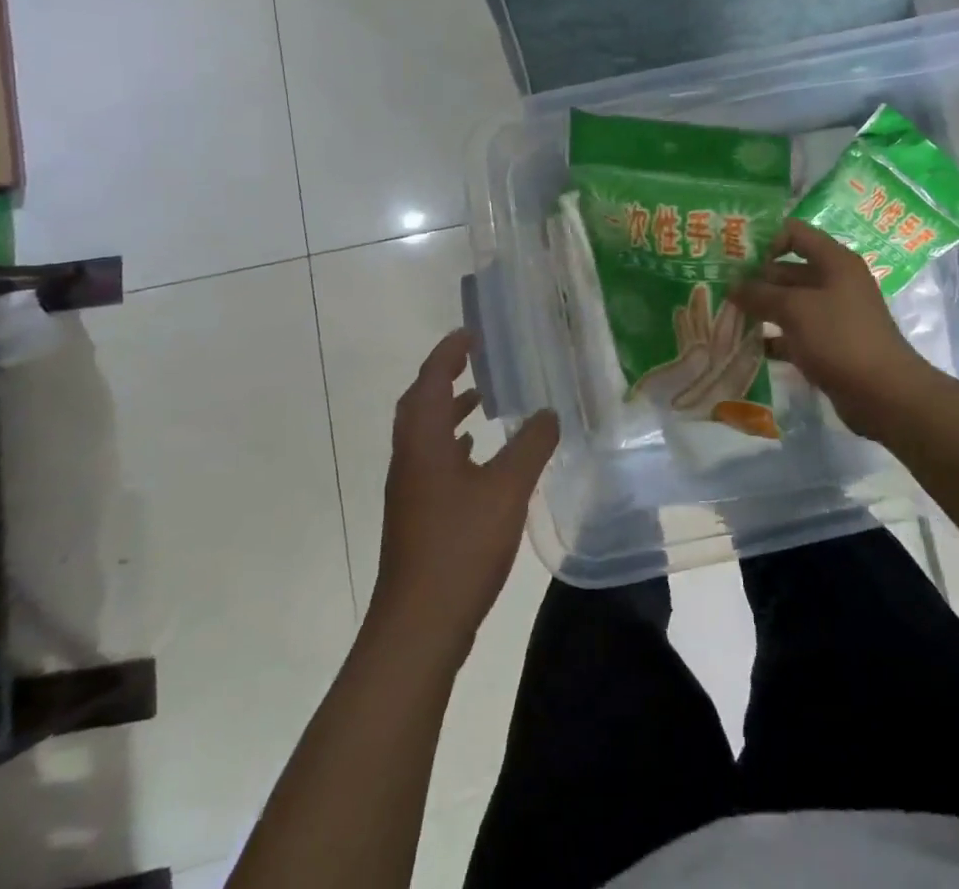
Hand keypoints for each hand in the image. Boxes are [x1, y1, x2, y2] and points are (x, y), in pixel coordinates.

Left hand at [371, 330, 559, 654]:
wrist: (419, 625)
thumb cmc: (460, 546)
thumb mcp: (506, 489)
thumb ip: (531, 446)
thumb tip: (549, 412)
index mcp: (423, 440)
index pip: (431, 380)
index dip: (448, 352)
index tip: (471, 333)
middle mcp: (409, 457)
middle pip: (421, 402)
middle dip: (446, 375)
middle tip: (478, 359)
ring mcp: (410, 488)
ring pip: (426, 433)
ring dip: (450, 409)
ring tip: (485, 401)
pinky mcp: (417, 514)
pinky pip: (433, 460)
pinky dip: (454, 444)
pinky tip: (478, 456)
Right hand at [732, 219, 928, 436]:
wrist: (884, 394)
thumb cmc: (840, 338)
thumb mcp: (795, 309)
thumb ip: (760, 294)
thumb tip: (732, 286)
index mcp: (834, 262)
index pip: (795, 233)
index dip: (765, 239)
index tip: (736, 256)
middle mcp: (834, 282)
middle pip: (788, 270)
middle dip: (755, 278)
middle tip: (719, 287)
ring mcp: (832, 315)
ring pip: (789, 303)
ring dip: (761, 308)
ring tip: (725, 314)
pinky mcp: (828, 344)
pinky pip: (794, 332)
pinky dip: (773, 337)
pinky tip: (746, 344)